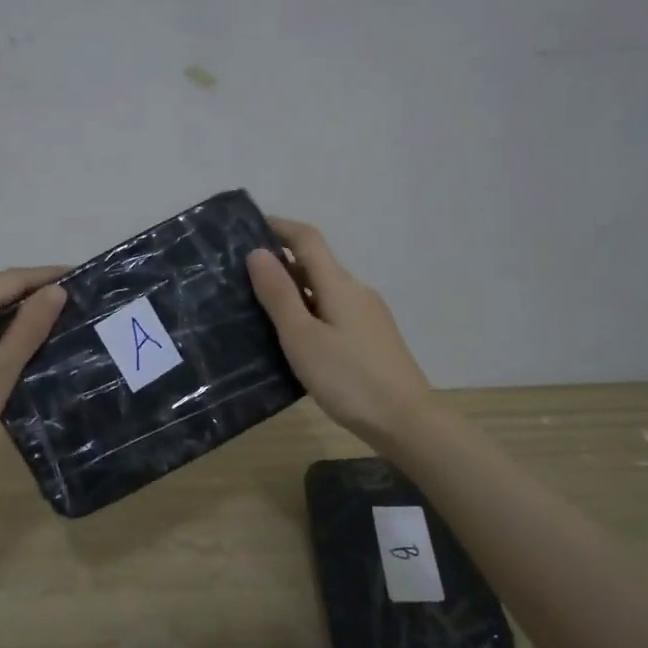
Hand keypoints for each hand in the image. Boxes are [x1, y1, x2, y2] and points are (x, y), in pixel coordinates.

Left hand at [0, 265, 68, 473]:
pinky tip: (10, 353)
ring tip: (48, 328)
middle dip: (31, 294)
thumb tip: (56, 290)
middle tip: (71, 305)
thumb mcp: (0, 370)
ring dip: (13, 316)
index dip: (47, 275)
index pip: (12, 279)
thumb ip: (28, 328)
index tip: (79, 276)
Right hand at [247, 218, 433, 446]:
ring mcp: (368, 315)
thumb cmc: (348, 378)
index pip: (307, 239)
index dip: (279, 227)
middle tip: (242, 274)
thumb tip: (258, 252)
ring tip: (260, 307)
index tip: (248, 227)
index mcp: (339, 284)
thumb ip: (279, 294)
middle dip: (281, 261)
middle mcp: (356, 291)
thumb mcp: (302, 337)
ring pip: (324, 290)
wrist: (405, 421)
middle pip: (316, 263)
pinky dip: (309, 310)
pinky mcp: (372, 338)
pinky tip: (294, 336)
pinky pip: (334, 311)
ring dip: (294, 289)